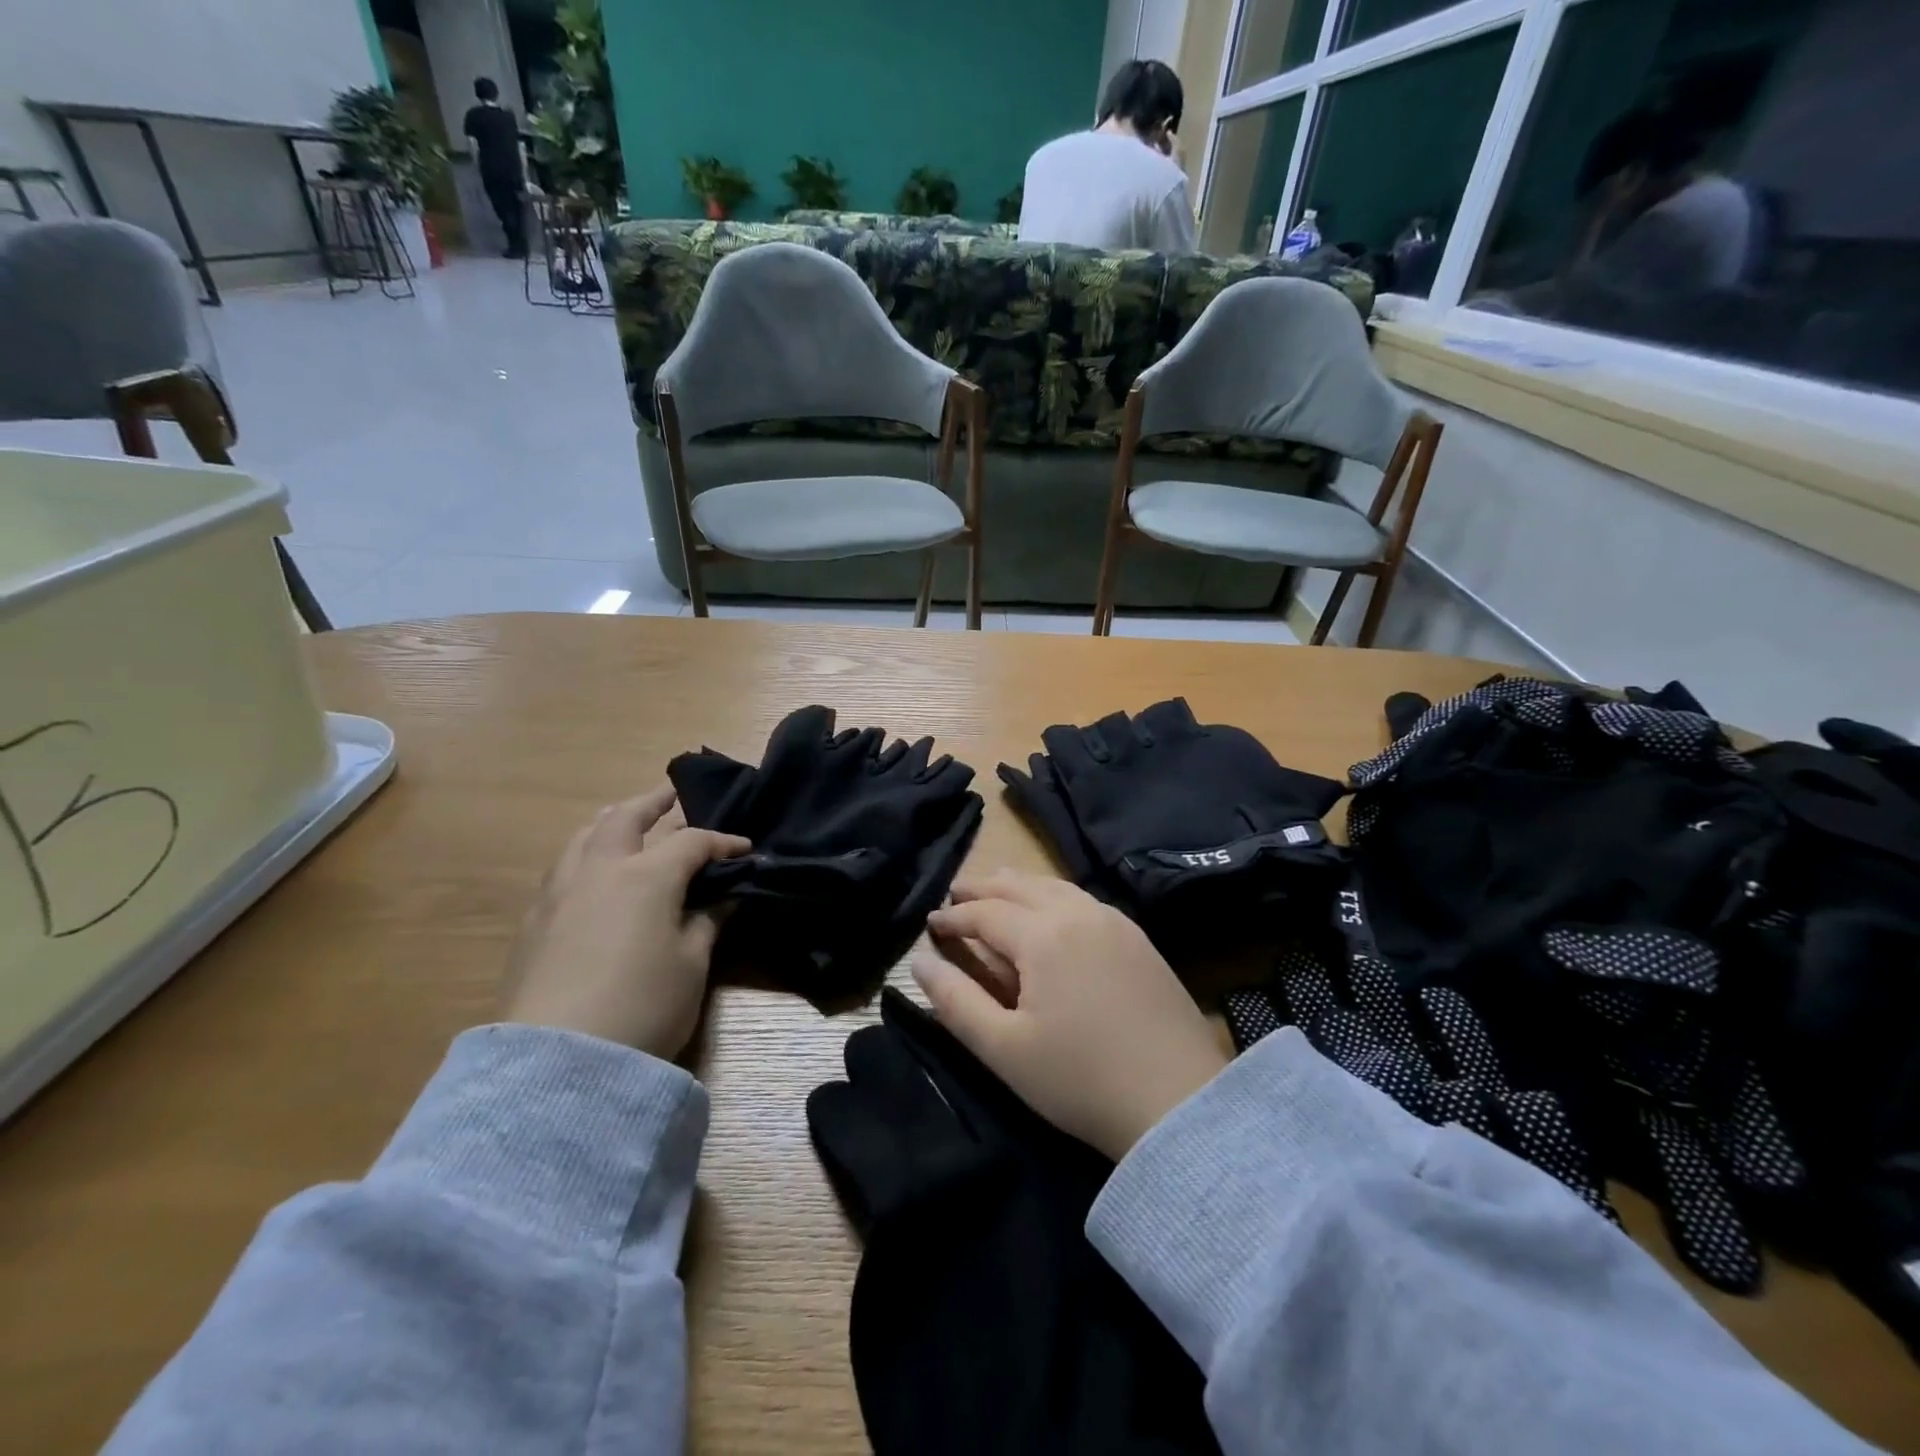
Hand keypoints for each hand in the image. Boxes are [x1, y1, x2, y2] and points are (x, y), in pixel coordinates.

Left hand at [500, 784, 749, 1057]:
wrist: (557, 1065)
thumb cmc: (643, 1008)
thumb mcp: (691, 965)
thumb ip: (708, 921)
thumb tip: (724, 896)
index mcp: (645, 876)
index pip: (692, 842)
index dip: (724, 842)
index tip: (747, 850)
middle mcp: (598, 871)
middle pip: (626, 817)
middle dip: (654, 802)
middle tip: (674, 795)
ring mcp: (558, 894)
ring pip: (584, 837)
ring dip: (612, 822)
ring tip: (627, 824)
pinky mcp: (532, 923)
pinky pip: (563, 868)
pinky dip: (586, 855)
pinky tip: (594, 876)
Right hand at [914, 872, 1227, 1159]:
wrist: (1179, 1101)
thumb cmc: (1080, 1079)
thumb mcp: (1004, 1049)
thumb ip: (955, 1001)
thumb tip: (920, 961)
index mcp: (1042, 935)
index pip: (984, 912)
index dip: (953, 917)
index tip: (930, 924)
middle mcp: (1078, 913)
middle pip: (1020, 886)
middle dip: (983, 887)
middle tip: (956, 892)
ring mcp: (1114, 922)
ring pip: (1055, 887)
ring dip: (1020, 885)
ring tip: (997, 890)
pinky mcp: (1138, 939)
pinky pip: (1083, 899)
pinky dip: (1054, 895)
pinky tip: (1052, 910)